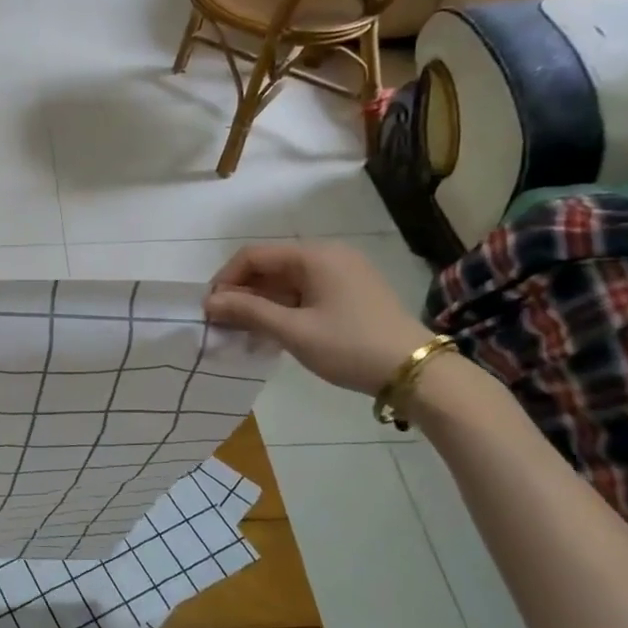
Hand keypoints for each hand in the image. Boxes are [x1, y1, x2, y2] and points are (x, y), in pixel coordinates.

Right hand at [204, 242, 429, 394]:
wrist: (418, 372)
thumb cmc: (350, 346)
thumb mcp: (293, 331)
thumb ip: (248, 312)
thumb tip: (209, 302)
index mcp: (314, 255)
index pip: (253, 256)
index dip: (226, 280)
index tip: (210, 309)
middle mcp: (328, 255)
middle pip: (270, 266)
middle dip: (242, 293)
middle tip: (222, 323)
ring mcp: (343, 273)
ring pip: (287, 282)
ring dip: (261, 303)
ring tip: (243, 331)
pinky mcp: (352, 293)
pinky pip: (305, 292)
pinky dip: (284, 308)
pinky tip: (272, 332)